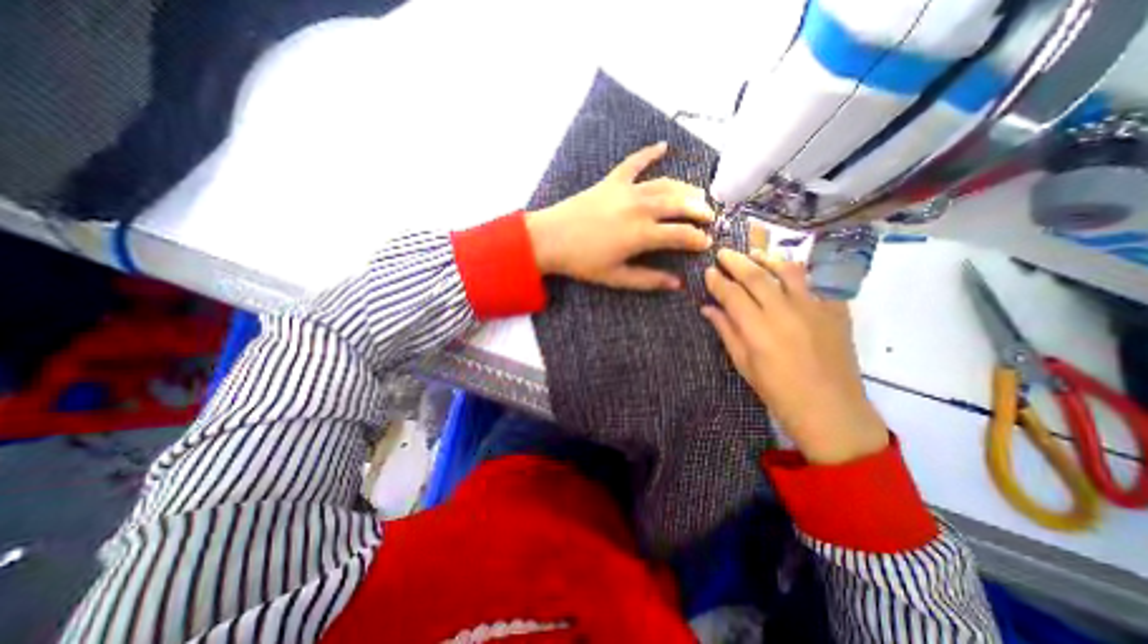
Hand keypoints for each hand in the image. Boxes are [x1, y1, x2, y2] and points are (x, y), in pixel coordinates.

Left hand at [524, 143, 715, 291]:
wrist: (550, 238)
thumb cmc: (582, 262)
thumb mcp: (616, 278)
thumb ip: (648, 280)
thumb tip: (676, 284)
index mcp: (642, 234)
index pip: (681, 234)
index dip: (698, 239)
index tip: (707, 243)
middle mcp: (640, 208)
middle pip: (680, 204)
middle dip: (700, 210)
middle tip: (710, 216)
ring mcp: (626, 190)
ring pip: (666, 184)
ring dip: (685, 188)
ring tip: (697, 195)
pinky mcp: (612, 180)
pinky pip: (635, 162)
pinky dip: (650, 153)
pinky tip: (664, 146)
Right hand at [699, 250, 886, 465]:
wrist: (830, 408)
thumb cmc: (778, 391)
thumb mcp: (744, 364)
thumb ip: (726, 331)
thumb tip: (708, 309)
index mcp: (758, 329)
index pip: (732, 295)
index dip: (717, 281)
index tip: (709, 272)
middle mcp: (784, 312)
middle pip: (756, 276)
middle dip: (736, 261)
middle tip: (723, 253)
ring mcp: (814, 308)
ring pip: (788, 271)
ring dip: (768, 258)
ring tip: (755, 253)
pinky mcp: (836, 310)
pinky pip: (818, 281)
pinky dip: (801, 272)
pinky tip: (790, 271)